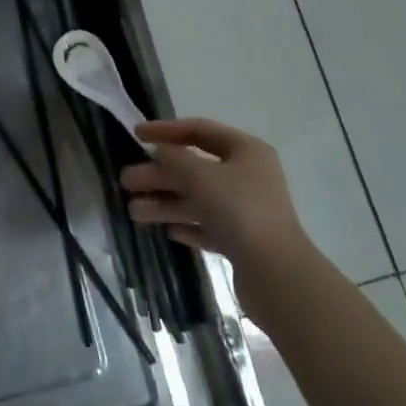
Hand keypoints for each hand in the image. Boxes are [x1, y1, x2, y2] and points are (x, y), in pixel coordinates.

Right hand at [120, 118, 311, 326]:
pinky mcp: (244, 241)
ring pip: (198, 199)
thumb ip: (175, 159)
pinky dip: (187, 224)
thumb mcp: (200, 176)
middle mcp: (248, 175)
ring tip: (134, 212)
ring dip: (166, 202)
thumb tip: (160, 151)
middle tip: (126, 182)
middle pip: (194, 168)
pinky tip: (167, 230)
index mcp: (245, 150)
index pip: (199, 130)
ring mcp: (246, 209)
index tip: (136, 134)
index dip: (166, 130)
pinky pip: (208, 225)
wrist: (278, 276)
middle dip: (159, 174)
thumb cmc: (239, 211)